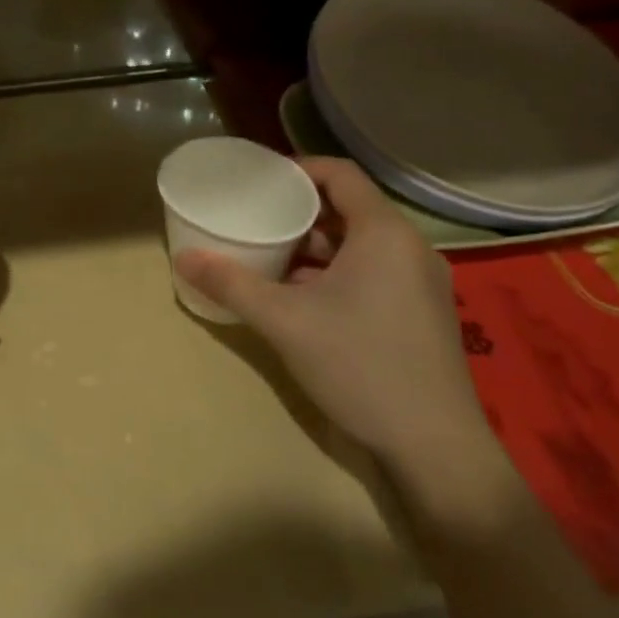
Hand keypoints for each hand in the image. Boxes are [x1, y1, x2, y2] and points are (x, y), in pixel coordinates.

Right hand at [174, 158, 488, 474]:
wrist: (435, 448)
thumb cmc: (359, 365)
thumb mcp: (284, 321)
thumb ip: (232, 284)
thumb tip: (182, 257)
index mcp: (384, 233)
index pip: (340, 174)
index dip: (298, 169)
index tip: (261, 182)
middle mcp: (410, 248)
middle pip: (350, 208)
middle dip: (301, 212)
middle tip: (258, 219)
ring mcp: (423, 283)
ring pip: (362, 244)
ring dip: (318, 246)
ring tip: (273, 256)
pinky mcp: (424, 314)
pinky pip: (376, 272)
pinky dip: (338, 272)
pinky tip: (305, 298)